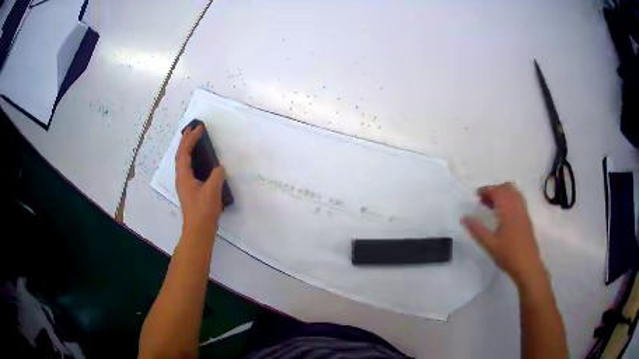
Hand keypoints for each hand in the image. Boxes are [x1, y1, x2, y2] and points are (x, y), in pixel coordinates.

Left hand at [175, 124, 225, 238]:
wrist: (198, 230)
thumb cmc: (203, 210)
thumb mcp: (212, 190)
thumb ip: (217, 175)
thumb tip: (219, 167)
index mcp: (184, 175)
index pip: (185, 152)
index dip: (191, 138)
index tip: (199, 128)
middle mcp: (181, 178)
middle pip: (180, 155)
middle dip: (186, 141)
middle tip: (192, 129)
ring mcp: (184, 185)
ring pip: (183, 162)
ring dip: (187, 149)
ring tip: (194, 141)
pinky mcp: (189, 190)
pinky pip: (188, 169)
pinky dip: (191, 159)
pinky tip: (199, 162)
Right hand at [462, 183, 546, 287]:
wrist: (528, 266)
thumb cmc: (508, 256)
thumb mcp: (489, 245)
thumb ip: (476, 230)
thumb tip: (463, 217)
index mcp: (508, 211)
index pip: (497, 191)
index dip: (486, 190)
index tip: (476, 196)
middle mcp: (517, 206)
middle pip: (506, 188)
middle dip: (493, 190)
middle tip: (482, 201)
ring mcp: (523, 211)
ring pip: (513, 192)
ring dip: (502, 193)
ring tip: (492, 205)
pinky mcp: (526, 217)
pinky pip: (518, 199)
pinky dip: (509, 199)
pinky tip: (503, 212)